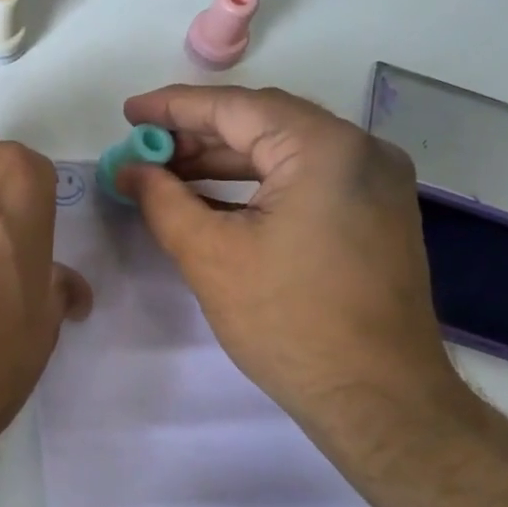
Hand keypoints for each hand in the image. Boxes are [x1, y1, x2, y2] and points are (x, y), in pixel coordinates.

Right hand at [115, 85, 469, 459]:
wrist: (378, 399)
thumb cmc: (289, 322)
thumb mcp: (210, 256)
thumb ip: (162, 200)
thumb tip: (130, 170)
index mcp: (324, 148)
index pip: (235, 107)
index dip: (173, 108)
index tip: (129, 114)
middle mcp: (360, 150)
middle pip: (263, 123)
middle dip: (198, 135)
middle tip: (145, 150)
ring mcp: (377, 182)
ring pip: (286, 151)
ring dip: (225, 161)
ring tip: (170, 175)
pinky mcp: (377, 213)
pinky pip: (307, 179)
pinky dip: (259, 184)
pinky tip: (216, 200)